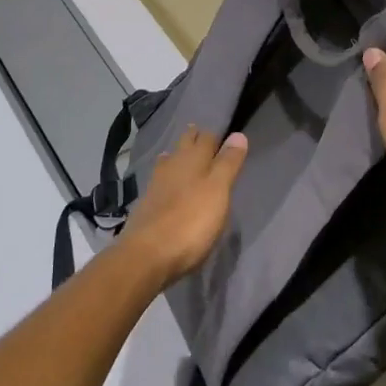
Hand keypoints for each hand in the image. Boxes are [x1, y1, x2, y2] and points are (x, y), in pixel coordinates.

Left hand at [118, 124, 248, 286]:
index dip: (214, 135)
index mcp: (193, 160)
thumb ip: (228, 164)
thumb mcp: (218, 191)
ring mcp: (156, 184)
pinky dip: (164, 174)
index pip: (206, 139)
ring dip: (176, 154)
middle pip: (184, 146)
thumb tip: (238, 134)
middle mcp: (173, 166)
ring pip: (168, 161)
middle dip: (192, 138)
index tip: (221, 133)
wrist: (148, 254)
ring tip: (179, 151)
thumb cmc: (191, 222)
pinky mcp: (146, 203)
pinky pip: (158, 179)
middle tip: (198, 131)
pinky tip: (163, 180)